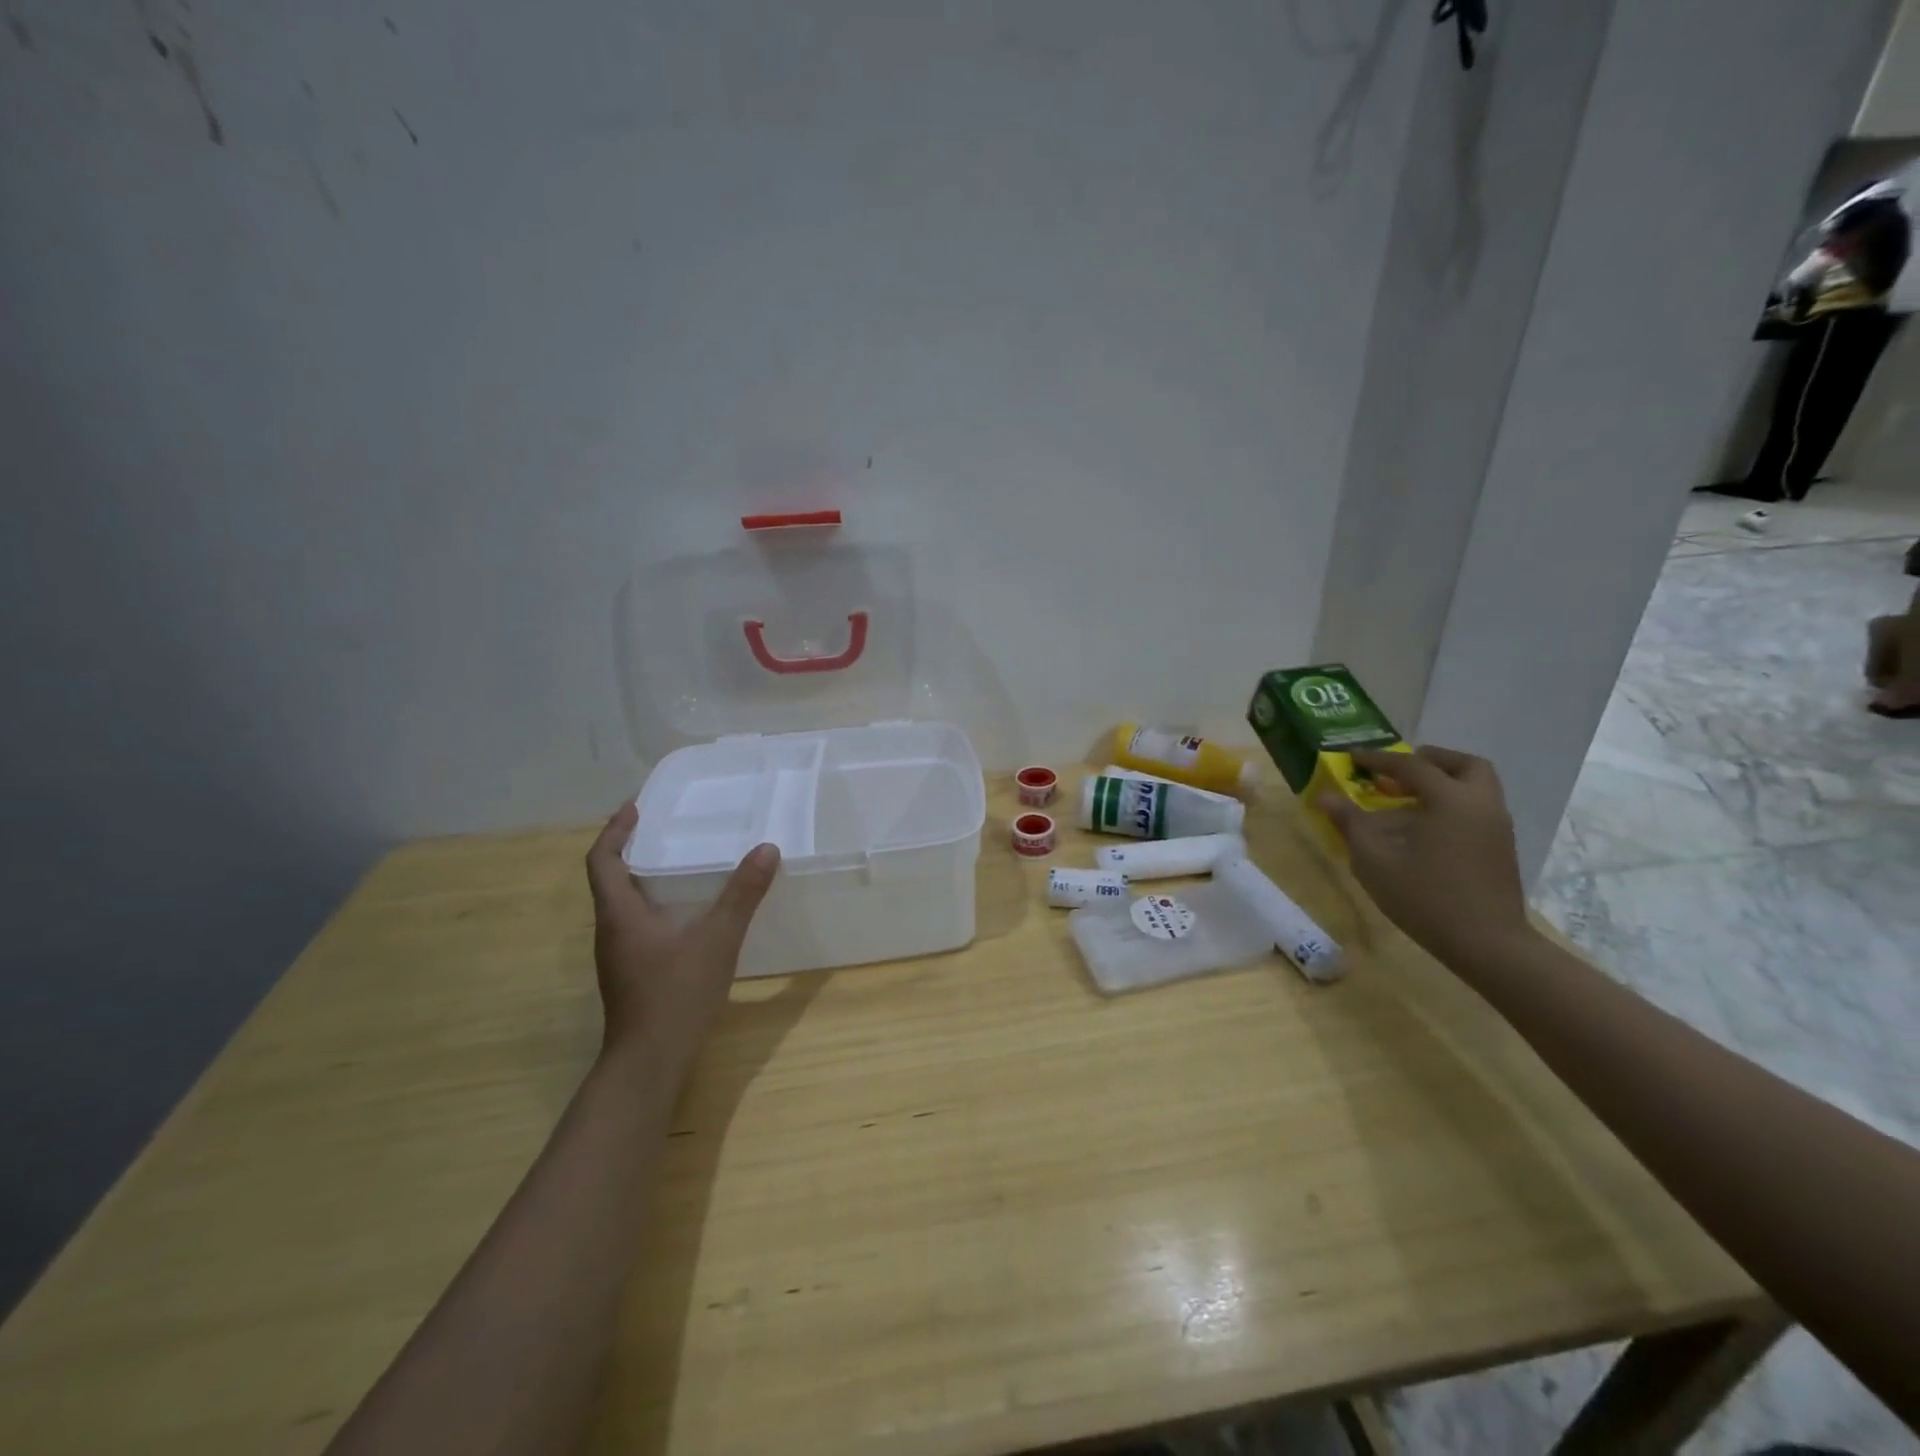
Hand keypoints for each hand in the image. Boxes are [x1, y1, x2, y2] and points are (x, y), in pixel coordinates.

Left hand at [584, 803, 779, 1080]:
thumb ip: (742, 894)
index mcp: (620, 914)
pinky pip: (638, 924)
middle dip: (633, 849)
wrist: (649, 1063)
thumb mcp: (717, 938)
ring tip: (681, 862)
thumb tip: (766, 849)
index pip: (602, 860)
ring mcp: (619, 955)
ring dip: (644, 878)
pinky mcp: (632, 973)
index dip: (615, 830)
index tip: (636, 807)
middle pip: (611, 879)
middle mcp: (611, 930)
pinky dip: (656, 905)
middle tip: (667, 828)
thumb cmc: (676, 994)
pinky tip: (689, 912)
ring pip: (625, 904)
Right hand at [1319, 745, 1532, 969]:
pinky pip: (1477, 809)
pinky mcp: (1501, 849)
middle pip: (1463, 765)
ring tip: (1407, 800)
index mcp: (1450, 800)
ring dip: (1443, 783)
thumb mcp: (1374, 860)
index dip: (1379, 759)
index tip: (1353, 757)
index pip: (1412, 766)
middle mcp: (1480, 804)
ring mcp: (1497, 827)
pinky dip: (1452, 805)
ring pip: (1475, 787)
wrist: (1487, 944)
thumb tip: (1326, 796)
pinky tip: (1424, 830)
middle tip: (1399, 771)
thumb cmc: (1425, 897)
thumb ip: (1350, 823)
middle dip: (1430, 761)